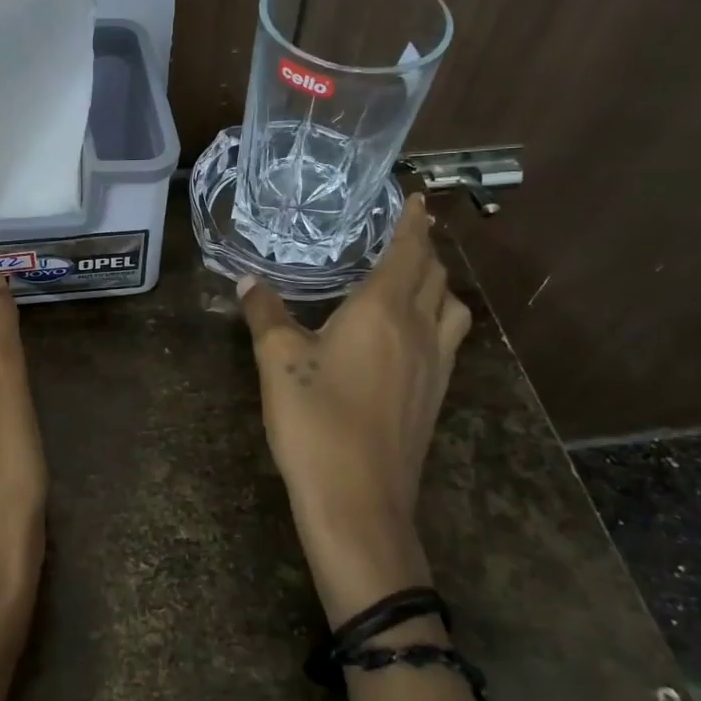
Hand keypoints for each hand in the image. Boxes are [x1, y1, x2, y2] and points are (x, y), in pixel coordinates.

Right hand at [237, 194, 470, 626]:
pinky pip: (449, 340)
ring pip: (453, 310)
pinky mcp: (435, 398)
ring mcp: (436, 368)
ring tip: (415, 281)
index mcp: (384, 311)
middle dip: (425, 250)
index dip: (413, 223)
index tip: (418, 198)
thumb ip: (265, 314)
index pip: (409, 252)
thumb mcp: (278, 361)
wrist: (358, 502)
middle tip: (406, 235)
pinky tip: (411, 336)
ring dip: (439, 285)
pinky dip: (438, 319)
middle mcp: (421, 332)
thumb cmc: (316, 421)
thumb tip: (247, 280)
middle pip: (437, 277)